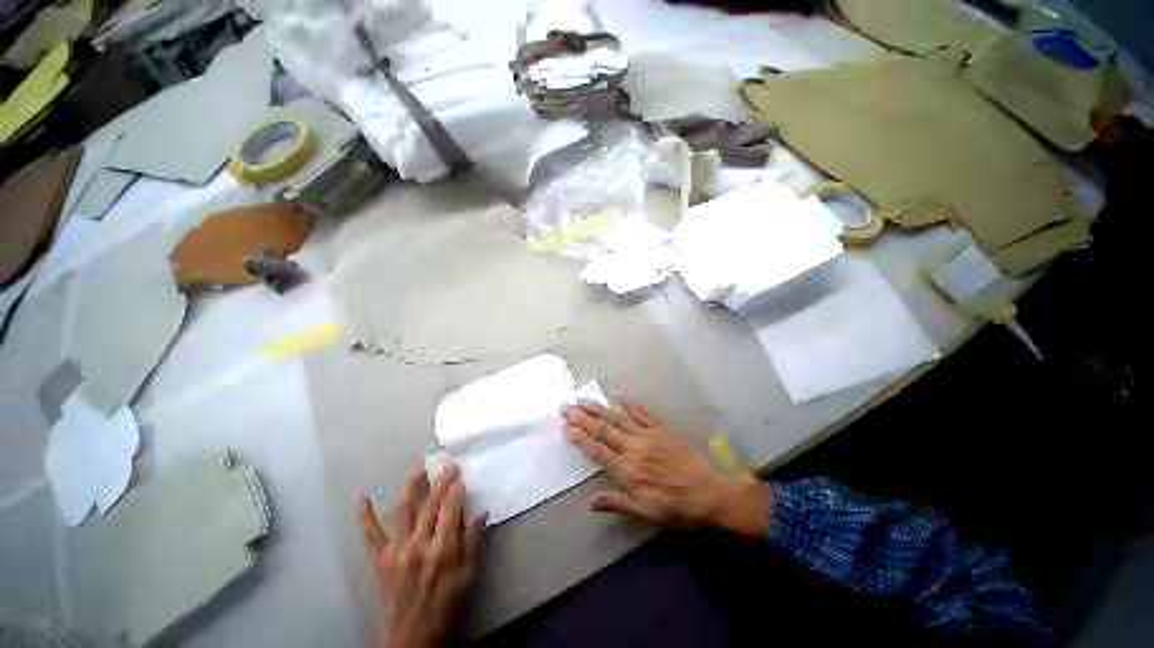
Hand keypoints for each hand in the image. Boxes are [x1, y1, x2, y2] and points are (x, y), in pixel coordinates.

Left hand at [359, 465, 486, 647]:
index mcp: (443, 550)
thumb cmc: (445, 606)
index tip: (459, 478)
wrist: (411, 637)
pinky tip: (363, 499)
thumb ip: (474, 542)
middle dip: (440, 482)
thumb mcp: (468, 576)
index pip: (450, 510)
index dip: (455, 491)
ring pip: (404, 511)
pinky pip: (371, 535)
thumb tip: (481, 512)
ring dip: (411, 488)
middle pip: (430, 505)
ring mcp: (396, 551)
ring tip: (418, 471)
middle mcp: (418, 545)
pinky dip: (365, 516)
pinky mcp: (380, 559)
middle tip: (447, 466)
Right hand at [560, 397, 772, 537]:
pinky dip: (629, 403)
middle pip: (603, 430)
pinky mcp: (660, 429)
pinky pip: (641, 414)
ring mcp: (647, 435)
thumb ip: (617, 503)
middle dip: (582, 418)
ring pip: (617, 418)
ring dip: (598, 408)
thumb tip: (590, 502)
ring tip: (582, 400)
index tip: (566, 426)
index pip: (597, 450)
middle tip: (566, 407)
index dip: (580, 438)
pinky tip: (618, 395)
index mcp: (627, 470)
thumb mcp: (645, 513)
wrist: (708, 492)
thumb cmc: (675, 507)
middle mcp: (633, 448)